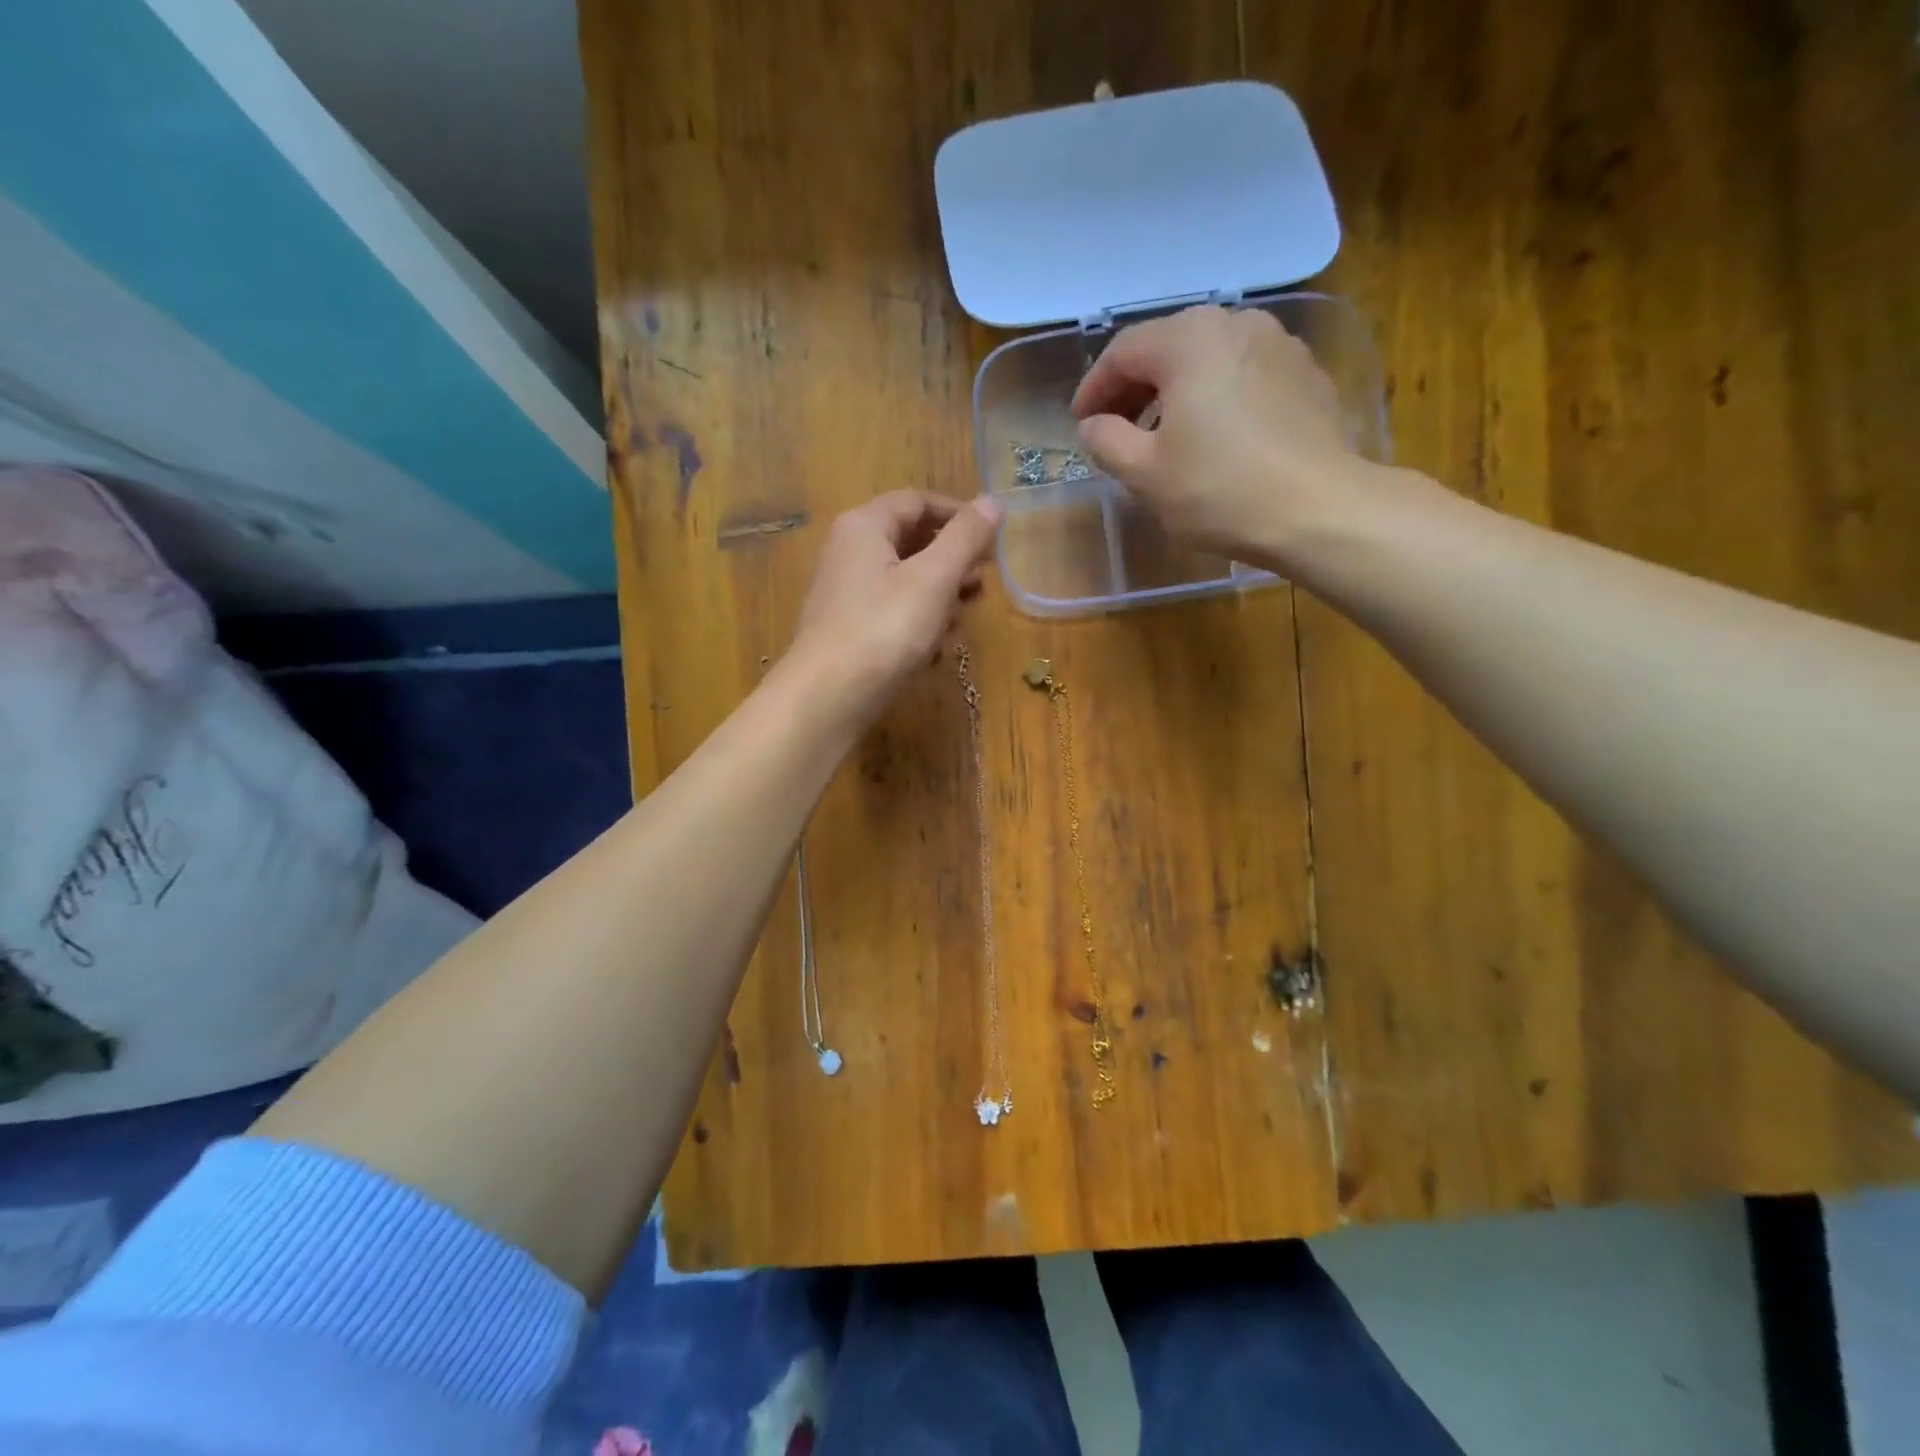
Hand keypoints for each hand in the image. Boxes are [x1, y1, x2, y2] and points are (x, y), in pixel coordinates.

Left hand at [789, 491, 1002, 717]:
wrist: (828, 699)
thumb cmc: (884, 630)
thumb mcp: (933, 579)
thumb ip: (966, 538)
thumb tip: (993, 502)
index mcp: (864, 527)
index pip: (918, 502)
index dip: (959, 515)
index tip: (993, 540)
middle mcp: (850, 553)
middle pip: (914, 544)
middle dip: (953, 566)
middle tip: (980, 590)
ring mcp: (848, 595)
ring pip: (908, 584)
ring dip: (940, 601)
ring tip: (957, 625)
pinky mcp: (851, 632)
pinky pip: (894, 616)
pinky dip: (918, 628)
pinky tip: (933, 653)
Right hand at [1071, 304, 1395, 567]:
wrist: (1317, 509)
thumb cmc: (1218, 490)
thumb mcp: (1144, 473)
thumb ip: (1106, 441)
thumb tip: (1092, 425)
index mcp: (1188, 340)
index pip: (1123, 351)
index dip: (1094, 388)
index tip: (1080, 424)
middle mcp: (1235, 323)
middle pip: (1167, 345)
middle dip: (1133, 386)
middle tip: (1115, 427)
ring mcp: (1277, 343)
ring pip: (1207, 356)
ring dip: (1174, 389)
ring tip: (1162, 432)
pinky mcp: (1304, 373)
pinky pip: (1242, 372)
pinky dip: (1215, 394)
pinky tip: (1213, 433)